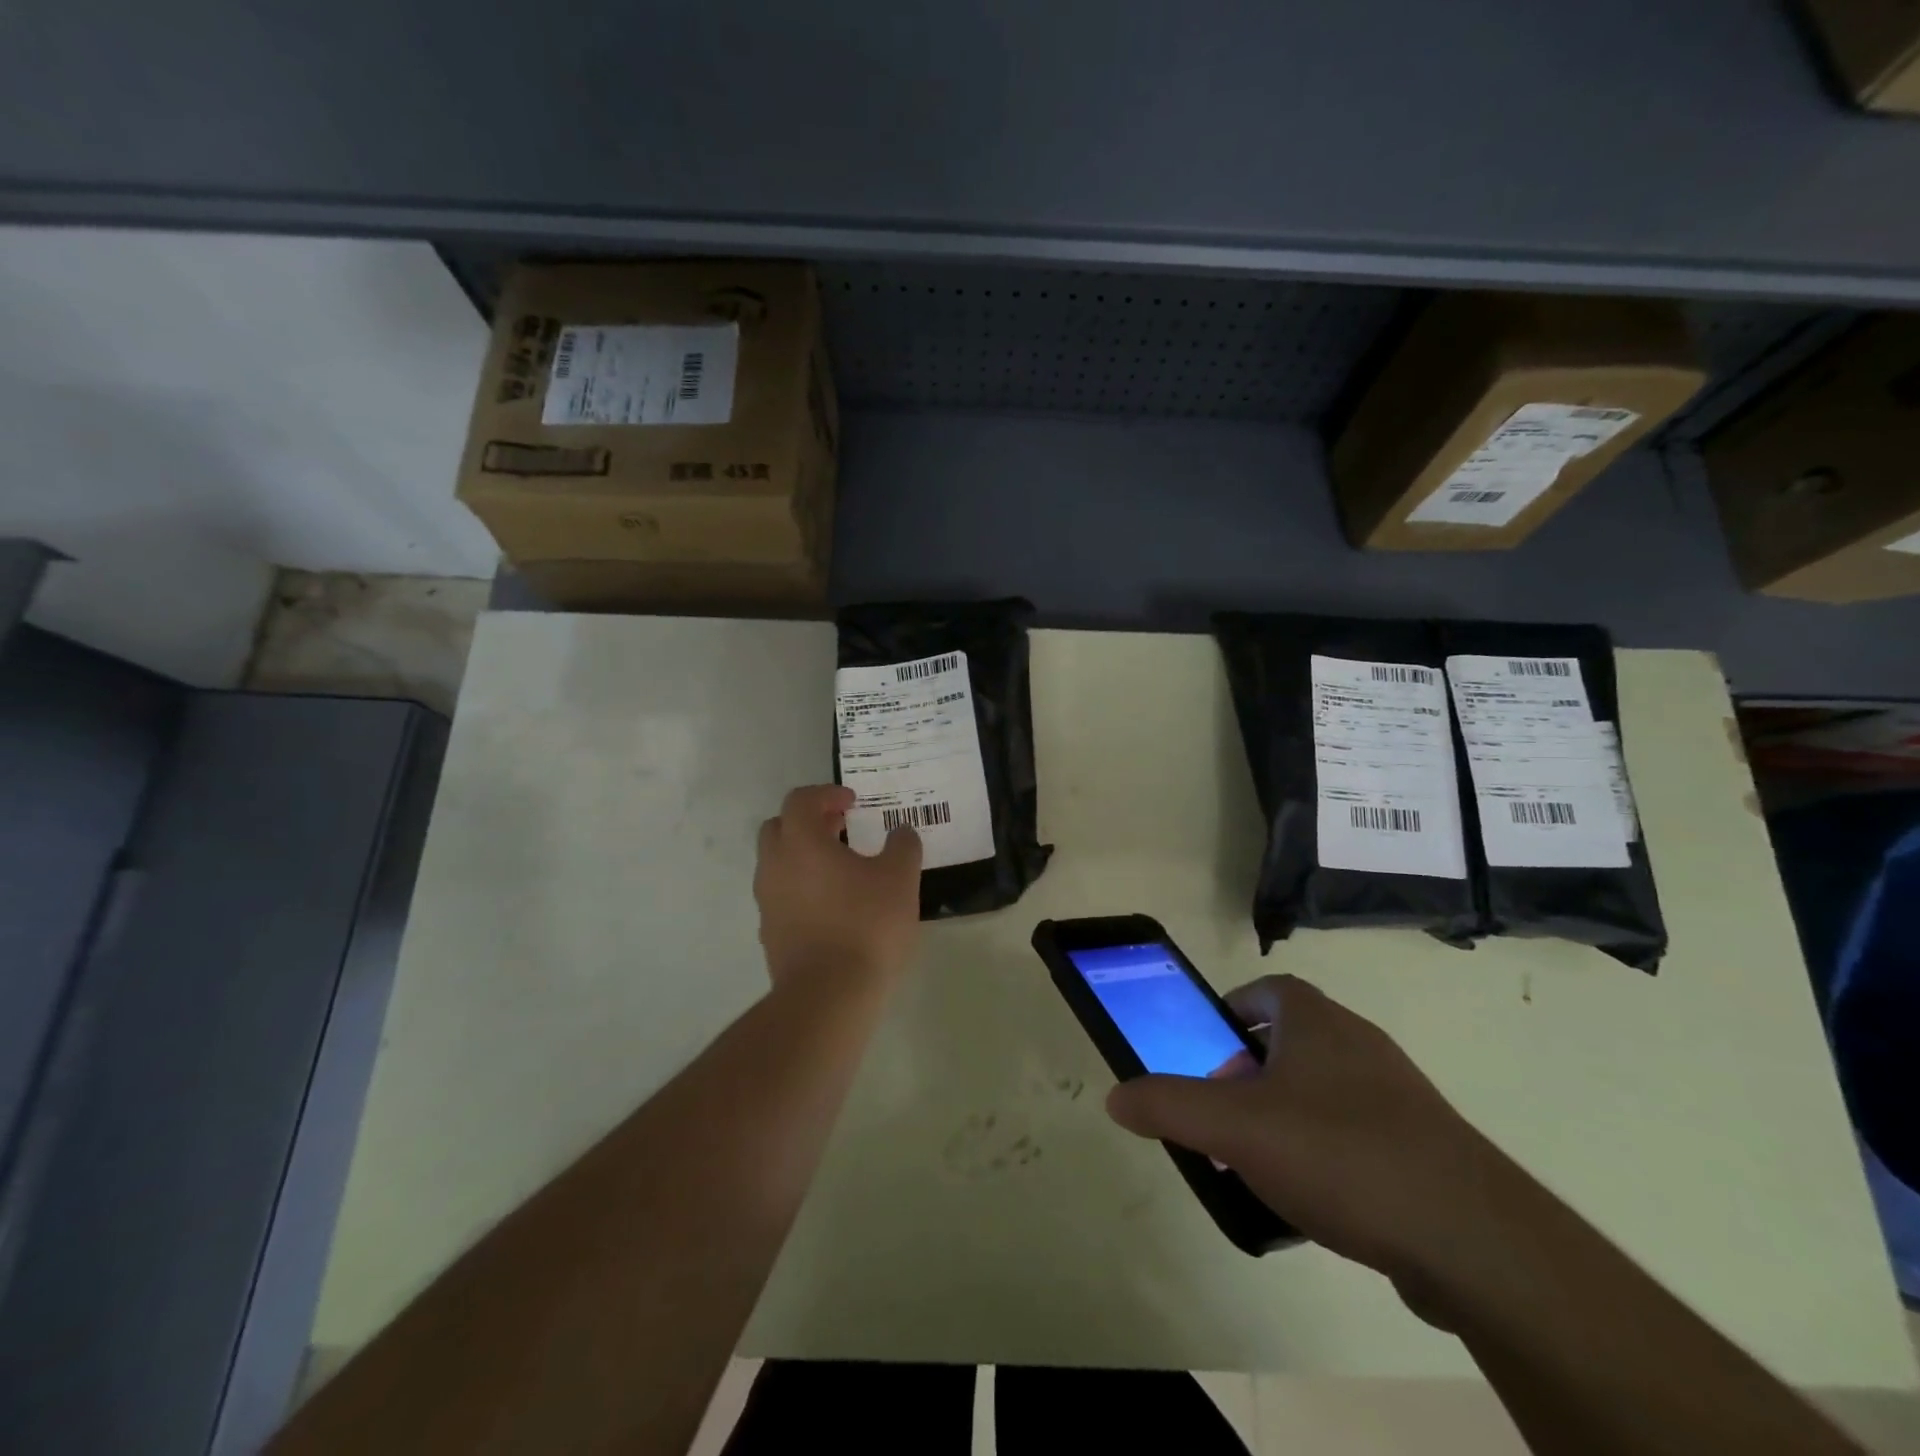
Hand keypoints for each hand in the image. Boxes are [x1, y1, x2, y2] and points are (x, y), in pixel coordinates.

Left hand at [754, 784, 922, 989]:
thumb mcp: (900, 878)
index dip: (827, 794)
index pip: (801, 800)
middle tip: (840, 828)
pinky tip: (832, 906)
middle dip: (808, 821)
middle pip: (779, 827)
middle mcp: (775, 866)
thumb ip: (903, 846)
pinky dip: (801, 888)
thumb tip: (901, 832)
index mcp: (801, 842)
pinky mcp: (770, 933)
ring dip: (803, 856)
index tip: (853, 803)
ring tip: (841, 869)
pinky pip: (781, 896)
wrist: (829, 995)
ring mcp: (767, 902)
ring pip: (777, 863)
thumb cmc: (866, 925)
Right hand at [1106, 975, 1510, 1288]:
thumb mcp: (1234, 1126)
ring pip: (1322, 1091)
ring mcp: (1399, 1096)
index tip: (1207, 1052)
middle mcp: (1359, 1043)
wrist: (1475, 1240)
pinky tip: (1314, 1202)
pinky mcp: (1426, 1148)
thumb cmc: (1340, 1153)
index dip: (1231, 1013)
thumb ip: (1168, 1106)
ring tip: (1259, 1165)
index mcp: (1316, 1020)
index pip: (1267, 990)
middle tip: (1223, 1117)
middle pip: (1289, 1042)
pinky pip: (1357, 1135)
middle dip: (1248, 1074)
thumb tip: (1115, 1097)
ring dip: (1284, 1117)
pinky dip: (1326, 1154)